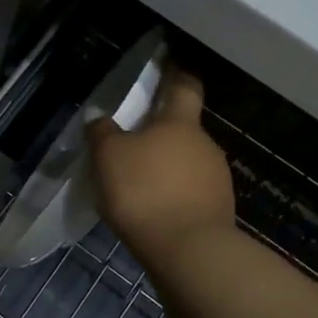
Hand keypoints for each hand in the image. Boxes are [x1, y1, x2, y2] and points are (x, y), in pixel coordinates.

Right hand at [88, 68, 234, 265]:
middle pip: (183, 129)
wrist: (189, 251)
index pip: (184, 87)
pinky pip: (190, 193)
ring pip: (187, 163)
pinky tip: (153, 210)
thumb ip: (102, 133)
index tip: (168, 65)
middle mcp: (205, 145)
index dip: (176, 74)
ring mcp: (216, 179)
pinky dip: (173, 195)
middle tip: (133, 141)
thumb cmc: (146, 191)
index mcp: (180, 123)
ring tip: (139, 182)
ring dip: (167, 167)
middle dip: (162, 132)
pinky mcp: (217, 211)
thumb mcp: (109, 157)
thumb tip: (100, 117)